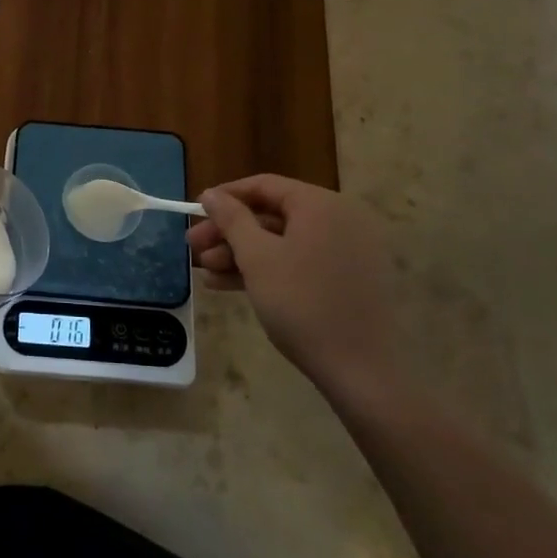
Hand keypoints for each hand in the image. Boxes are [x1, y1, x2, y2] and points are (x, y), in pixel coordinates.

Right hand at [187, 175, 399, 399]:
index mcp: (321, 204)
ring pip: (283, 241)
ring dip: (241, 254)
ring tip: (206, 273)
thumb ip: (231, 219)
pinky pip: (300, 262)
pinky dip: (267, 270)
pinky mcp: (348, 280)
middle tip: (194, 248)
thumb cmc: (302, 303)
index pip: (264, 185)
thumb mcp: (257, 257)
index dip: (225, 197)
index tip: (195, 212)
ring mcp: (346, 251)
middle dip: (229, 232)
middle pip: (272, 214)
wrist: (362, 372)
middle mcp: (339, 219)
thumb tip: (210, 194)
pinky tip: (230, 286)